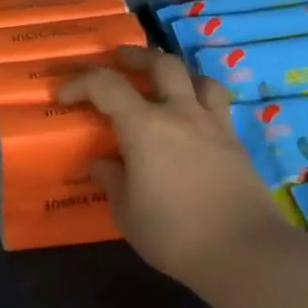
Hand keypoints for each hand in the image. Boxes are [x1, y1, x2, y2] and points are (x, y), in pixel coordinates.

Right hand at [59, 47, 291, 287]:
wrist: (243, 251)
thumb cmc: (172, 232)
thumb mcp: (126, 211)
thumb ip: (112, 180)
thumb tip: (103, 164)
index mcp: (144, 126)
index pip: (105, 86)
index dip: (80, 83)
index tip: (64, 96)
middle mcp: (180, 114)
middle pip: (160, 64)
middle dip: (135, 57)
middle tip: (119, 60)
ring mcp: (213, 125)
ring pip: (197, 78)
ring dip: (176, 72)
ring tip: (164, 82)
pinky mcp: (236, 143)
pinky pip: (216, 105)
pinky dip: (198, 100)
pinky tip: (191, 121)